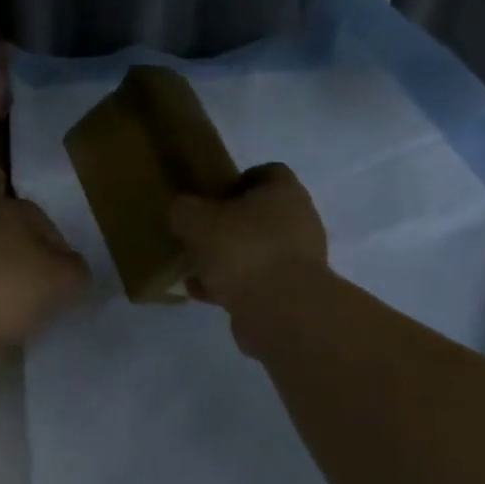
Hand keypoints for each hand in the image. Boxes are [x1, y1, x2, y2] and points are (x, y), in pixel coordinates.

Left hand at [0, 199, 90, 352]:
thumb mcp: (59, 281)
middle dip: (32, 270)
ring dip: (4, 285)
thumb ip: (77, 272)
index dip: (63, 257)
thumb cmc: (6, 289)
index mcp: (12, 208)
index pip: (49, 226)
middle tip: (45, 302)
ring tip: (16, 317)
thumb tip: (77, 271)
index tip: (68, 288)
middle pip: (18, 243)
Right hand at [171, 163, 327, 312]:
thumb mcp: (196, 220)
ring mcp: (301, 260)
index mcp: (285, 193)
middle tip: (201, 233)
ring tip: (197, 268)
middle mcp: (300, 222)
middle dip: (230, 224)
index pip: (268, 173)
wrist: (281, 311)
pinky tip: (204, 293)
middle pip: (262, 215)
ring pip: (258, 251)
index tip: (213, 196)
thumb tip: (184, 212)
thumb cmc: (242, 250)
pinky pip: (258, 281)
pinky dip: (233, 285)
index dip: (239, 181)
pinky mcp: (294, 293)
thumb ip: (185, 210)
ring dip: (230, 258)